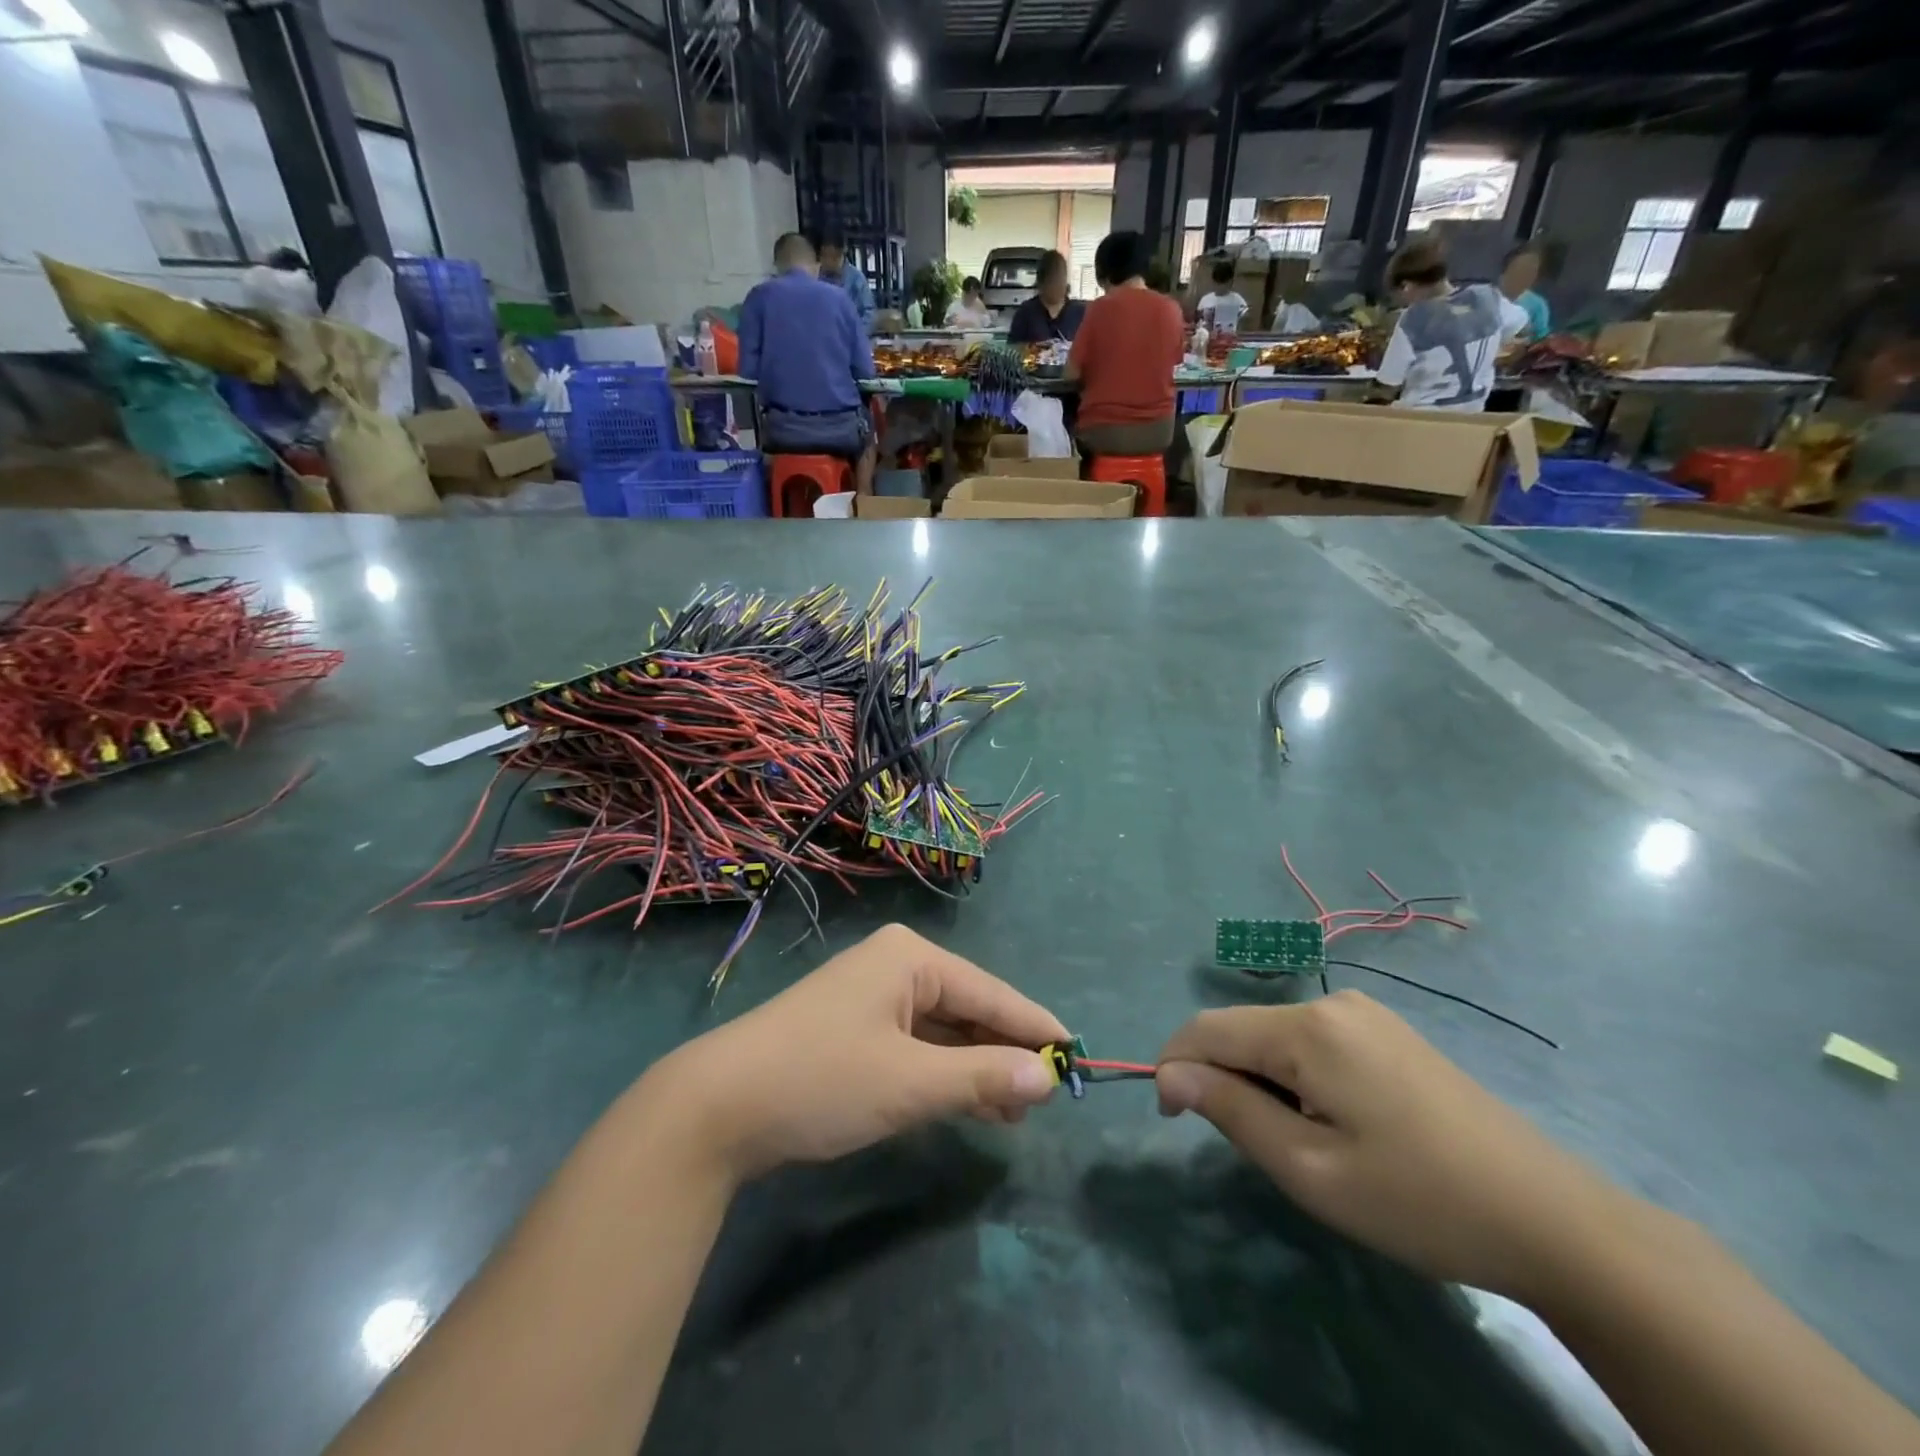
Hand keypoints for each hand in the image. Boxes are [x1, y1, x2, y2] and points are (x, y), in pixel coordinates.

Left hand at [643, 925, 1065, 1183]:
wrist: (718, 1106)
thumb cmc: (822, 1079)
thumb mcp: (909, 1083)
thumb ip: (981, 1077)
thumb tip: (1047, 1078)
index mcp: (911, 958)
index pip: (991, 991)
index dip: (1035, 1026)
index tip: (1078, 1055)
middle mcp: (895, 966)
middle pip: (968, 1008)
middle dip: (1005, 1052)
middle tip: (1047, 1096)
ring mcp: (872, 998)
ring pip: (943, 1030)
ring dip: (977, 1068)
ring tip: (1017, 1111)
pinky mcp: (855, 1029)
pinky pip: (917, 1046)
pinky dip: (944, 1073)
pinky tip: (971, 1104)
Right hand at [1155, 993, 1622, 1298]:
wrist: (1554, 1219)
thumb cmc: (1419, 1200)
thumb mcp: (1310, 1169)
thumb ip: (1230, 1109)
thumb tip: (1169, 1073)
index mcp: (1308, 1028)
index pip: (1206, 1027)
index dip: (1174, 1066)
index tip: (1172, 1119)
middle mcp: (1332, 1003)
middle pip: (1243, 1030)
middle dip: (1223, 1078)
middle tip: (1254, 1149)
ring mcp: (1366, 1014)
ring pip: (1277, 1037)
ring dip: (1262, 1081)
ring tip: (1300, 1144)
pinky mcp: (1389, 1033)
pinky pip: (1314, 1043)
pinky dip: (1296, 1077)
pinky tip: (1336, 1125)